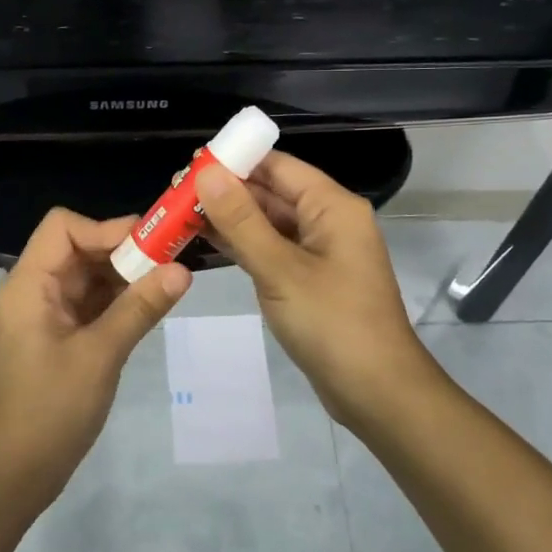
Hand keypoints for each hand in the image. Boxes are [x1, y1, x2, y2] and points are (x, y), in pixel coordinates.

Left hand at [0, 208, 190, 510]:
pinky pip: (87, 306)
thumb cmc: (49, 412)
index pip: (63, 228)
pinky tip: (148, 308)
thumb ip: (140, 308)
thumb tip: (183, 270)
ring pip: (86, 278)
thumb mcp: (100, 356)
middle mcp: (32, 292)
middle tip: (172, 260)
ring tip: (168, 282)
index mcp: (28, 286)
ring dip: (123, 277)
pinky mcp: (54, 340)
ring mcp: (42, 317)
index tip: (151, 244)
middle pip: (77, 250)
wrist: (11, 478)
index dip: (106, 228)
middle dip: (123, 251)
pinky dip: (115, 302)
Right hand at [198, 154, 427, 429]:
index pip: (278, 166)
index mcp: (332, 206)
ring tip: (180, 214)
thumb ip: (241, 220)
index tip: (190, 164)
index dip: (236, 160)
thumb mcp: (280, 269)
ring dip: (230, 218)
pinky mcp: (310, 279)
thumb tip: (207, 173)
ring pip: (269, 223)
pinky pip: (272, 249)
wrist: (376, 392)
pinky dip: (242, 245)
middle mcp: (328, 221)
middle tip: (174, 192)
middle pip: (272, 192)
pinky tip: (206, 242)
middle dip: (226, 191)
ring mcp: (319, 252)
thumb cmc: (332, 323)